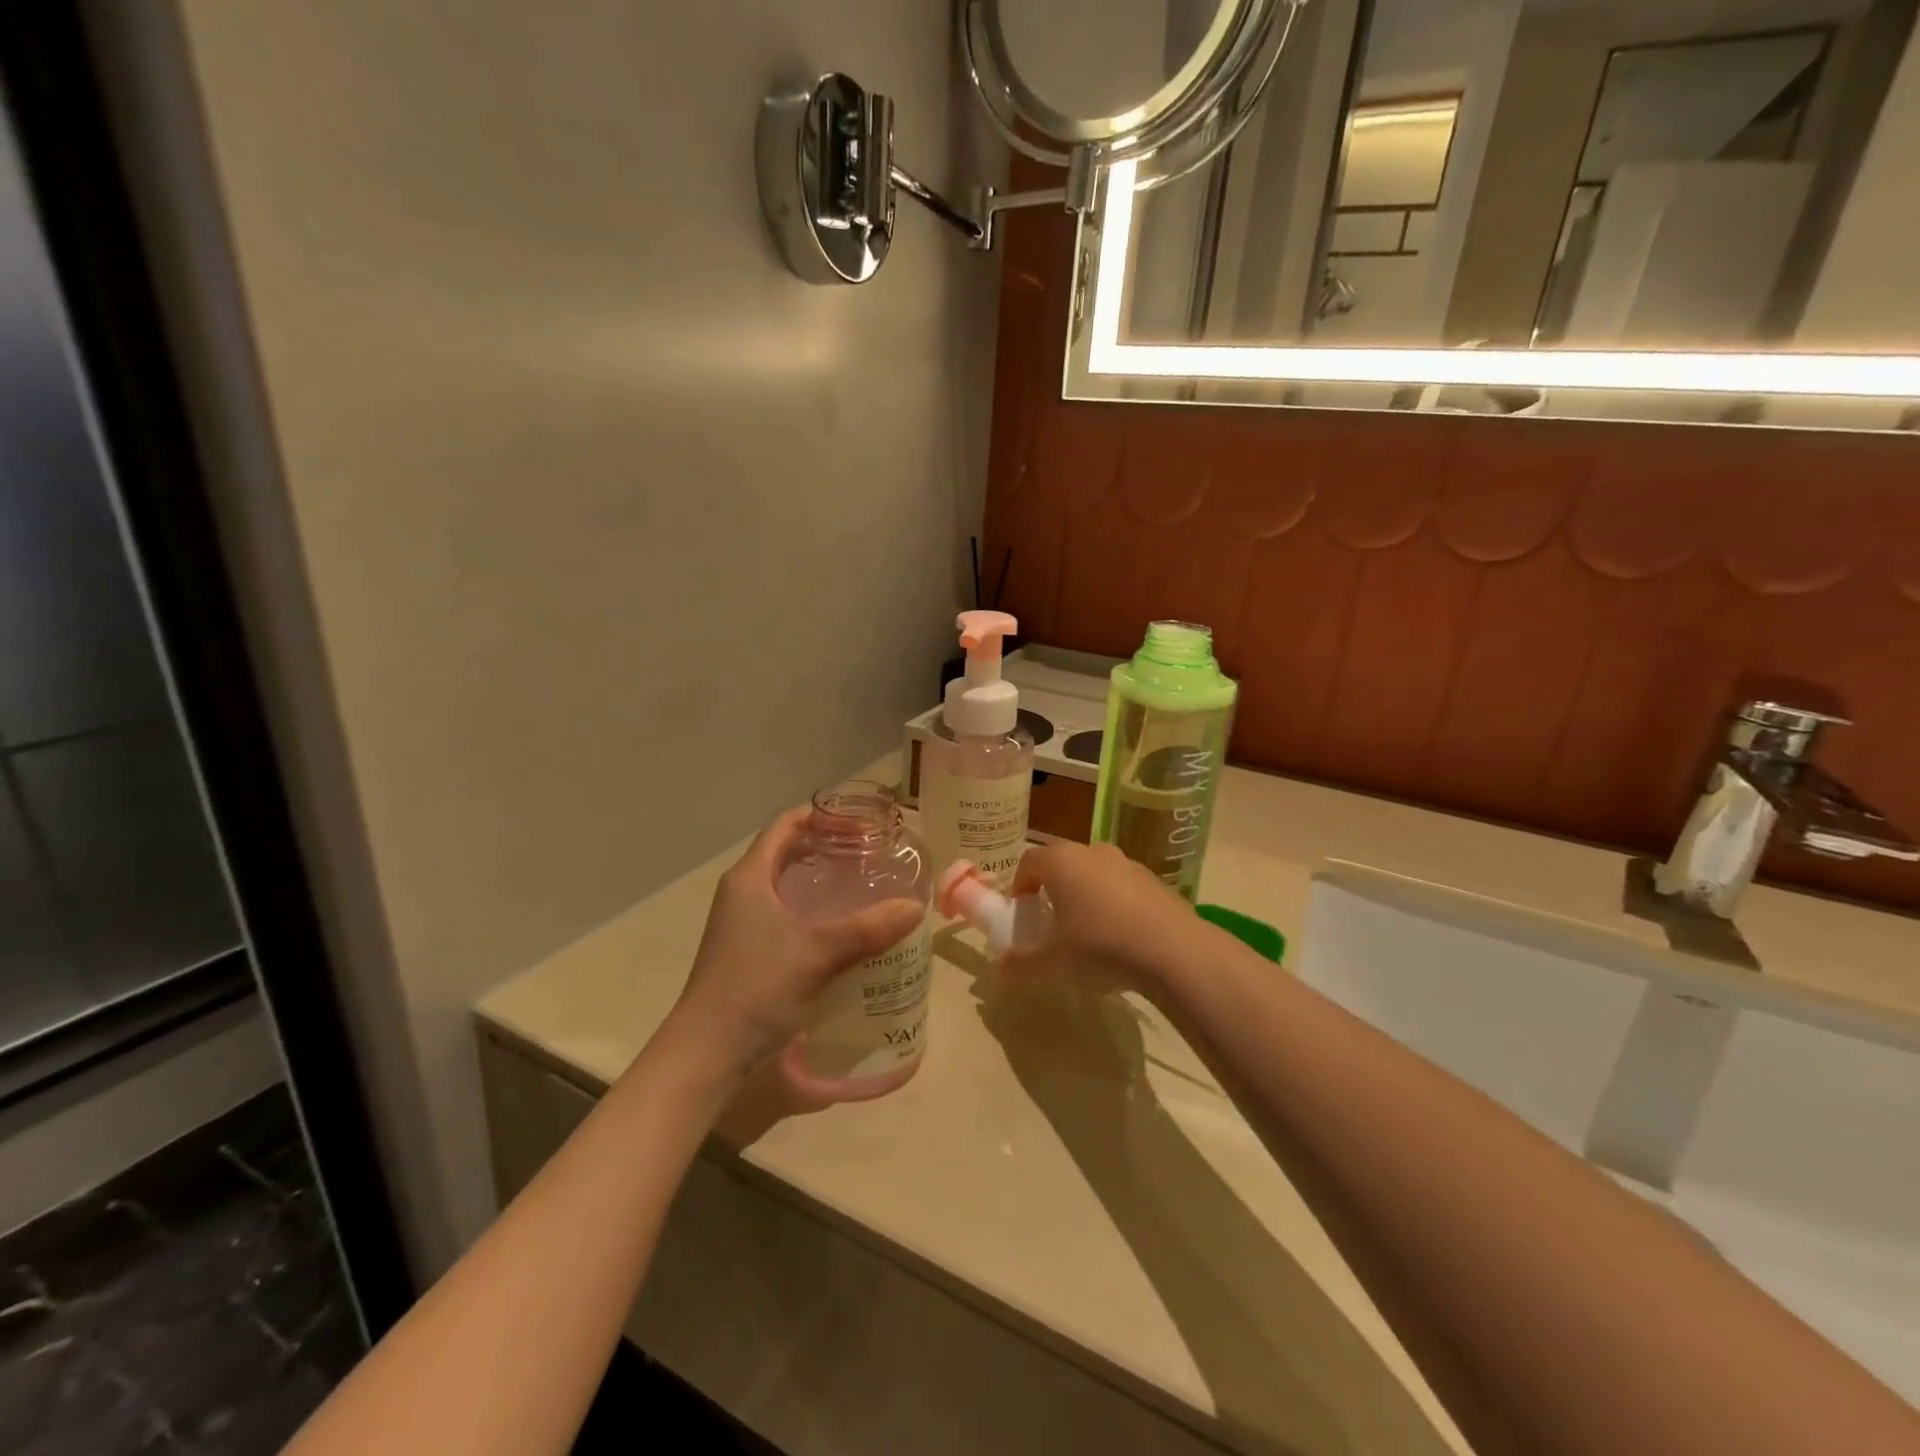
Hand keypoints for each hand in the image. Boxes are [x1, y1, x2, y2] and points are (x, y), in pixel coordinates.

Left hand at [663, 807, 923, 1090]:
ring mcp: (741, 923)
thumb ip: (868, 929)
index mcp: (750, 877)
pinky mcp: (746, 950)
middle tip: (870, 853)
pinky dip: (812, 909)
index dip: (822, 815)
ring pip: (786, 884)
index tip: (861, 822)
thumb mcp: (817, 954)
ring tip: (862, 885)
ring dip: (820, 879)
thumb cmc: (756, 989)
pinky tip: (841, 929)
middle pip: (786, 851)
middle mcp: (742, 891)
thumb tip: (915, 907)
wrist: (706, 1053)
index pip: (786, 824)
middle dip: (827, 846)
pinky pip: (784, 913)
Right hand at [1001, 841, 1203, 997]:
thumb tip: (1001, 968)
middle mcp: (1091, 851)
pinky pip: (1120, 885)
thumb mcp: (1055, 961)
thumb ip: (1023, 963)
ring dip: (1084, 894)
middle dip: (1052, 888)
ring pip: (1093, 872)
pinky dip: (1112, 902)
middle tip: (1051, 921)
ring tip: (1086, 930)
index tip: (1021, 913)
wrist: (1173, 950)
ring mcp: (1126, 862)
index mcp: (1061, 861)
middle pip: (1061, 863)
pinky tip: (1120, 935)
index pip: (1028, 862)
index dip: (1019, 886)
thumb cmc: (1101, 946)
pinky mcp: (1153, 878)